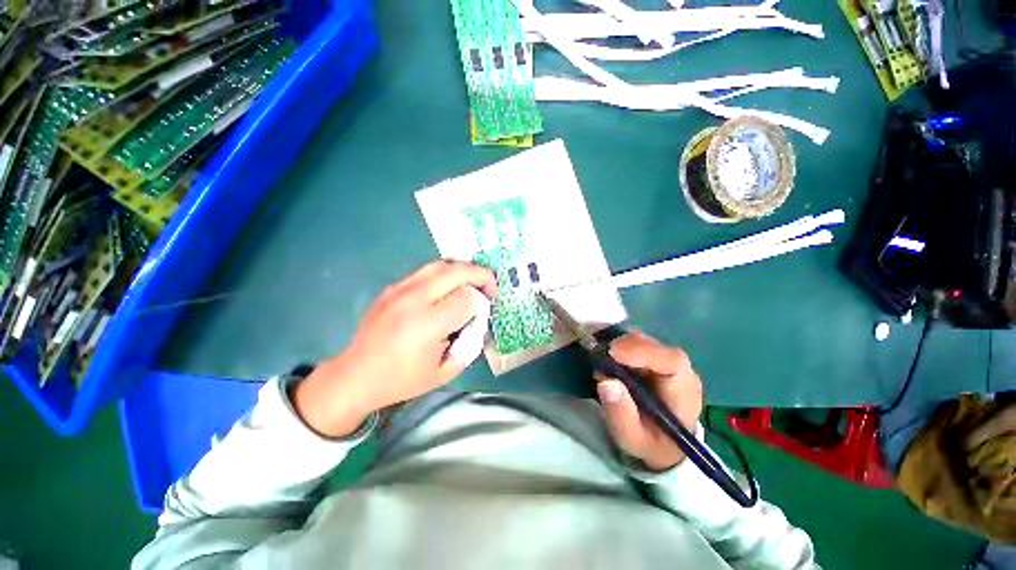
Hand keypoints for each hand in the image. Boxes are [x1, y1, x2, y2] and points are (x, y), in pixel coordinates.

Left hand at [293, 261, 497, 437]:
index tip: (482, 314)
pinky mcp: (392, 287)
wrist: (355, 376)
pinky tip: (447, 288)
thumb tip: (478, 319)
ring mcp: (400, 289)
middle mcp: (414, 299)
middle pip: (457, 271)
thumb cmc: (402, 380)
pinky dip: (444, 274)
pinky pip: (425, 271)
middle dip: (481, 276)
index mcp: (427, 324)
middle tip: (490, 287)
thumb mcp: (446, 371)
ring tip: (472, 282)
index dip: (481, 304)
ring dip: (463, 270)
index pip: (467, 298)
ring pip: (441, 264)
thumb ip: (470, 343)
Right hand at [596, 332, 703, 471]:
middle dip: (624, 347)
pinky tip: (609, 361)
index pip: (672, 361)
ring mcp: (667, 361)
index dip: (642, 351)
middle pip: (654, 345)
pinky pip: (636, 344)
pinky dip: (620, 348)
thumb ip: (620, 414)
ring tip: (603, 364)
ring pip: (643, 341)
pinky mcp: (655, 358)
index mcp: (683, 390)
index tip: (612, 353)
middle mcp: (680, 370)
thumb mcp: (633, 438)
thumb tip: (606, 382)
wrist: (666, 445)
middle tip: (600, 359)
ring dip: (620, 347)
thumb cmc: (652, 443)